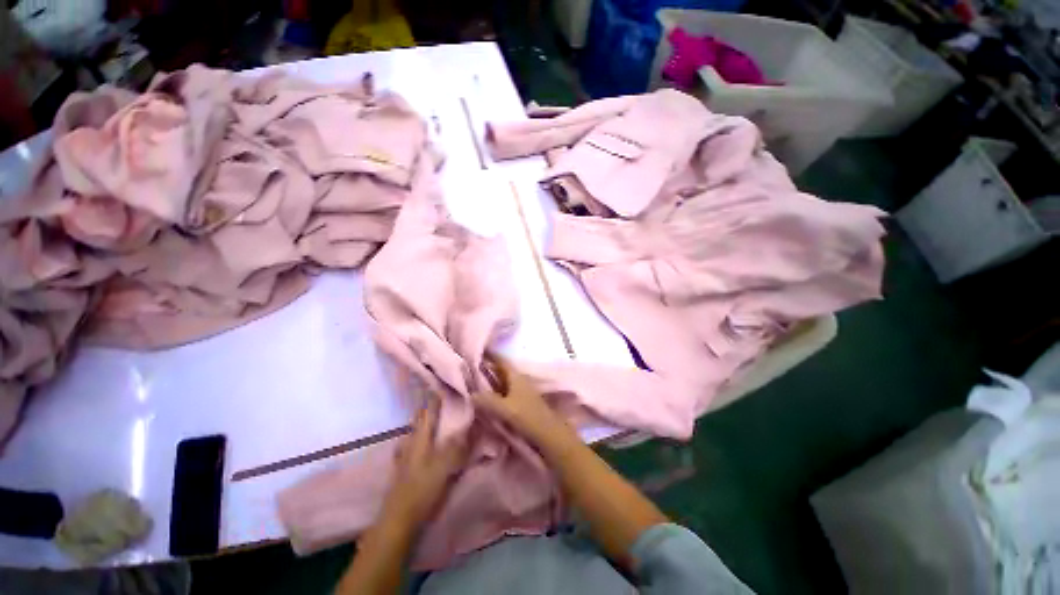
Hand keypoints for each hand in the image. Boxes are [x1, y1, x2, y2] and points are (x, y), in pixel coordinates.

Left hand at [382, 399, 467, 530]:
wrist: (397, 524)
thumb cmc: (421, 492)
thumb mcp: (443, 467)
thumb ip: (456, 446)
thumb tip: (470, 424)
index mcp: (419, 441)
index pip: (427, 414)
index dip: (433, 401)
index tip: (440, 386)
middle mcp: (410, 446)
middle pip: (418, 424)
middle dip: (426, 411)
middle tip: (438, 400)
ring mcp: (404, 460)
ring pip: (413, 436)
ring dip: (421, 426)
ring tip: (430, 420)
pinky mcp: (404, 473)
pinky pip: (412, 449)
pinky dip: (418, 442)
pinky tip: (422, 448)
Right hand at [473, 356, 573, 446]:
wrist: (548, 434)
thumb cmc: (527, 417)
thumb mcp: (505, 409)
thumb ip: (487, 401)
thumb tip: (471, 394)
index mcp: (516, 376)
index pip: (501, 360)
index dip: (490, 355)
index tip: (476, 352)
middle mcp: (519, 380)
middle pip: (501, 371)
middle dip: (487, 369)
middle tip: (469, 369)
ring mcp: (521, 391)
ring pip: (503, 382)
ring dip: (491, 382)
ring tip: (474, 384)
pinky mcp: (522, 402)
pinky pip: (505, 393)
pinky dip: (496, 393)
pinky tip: (487, 400)